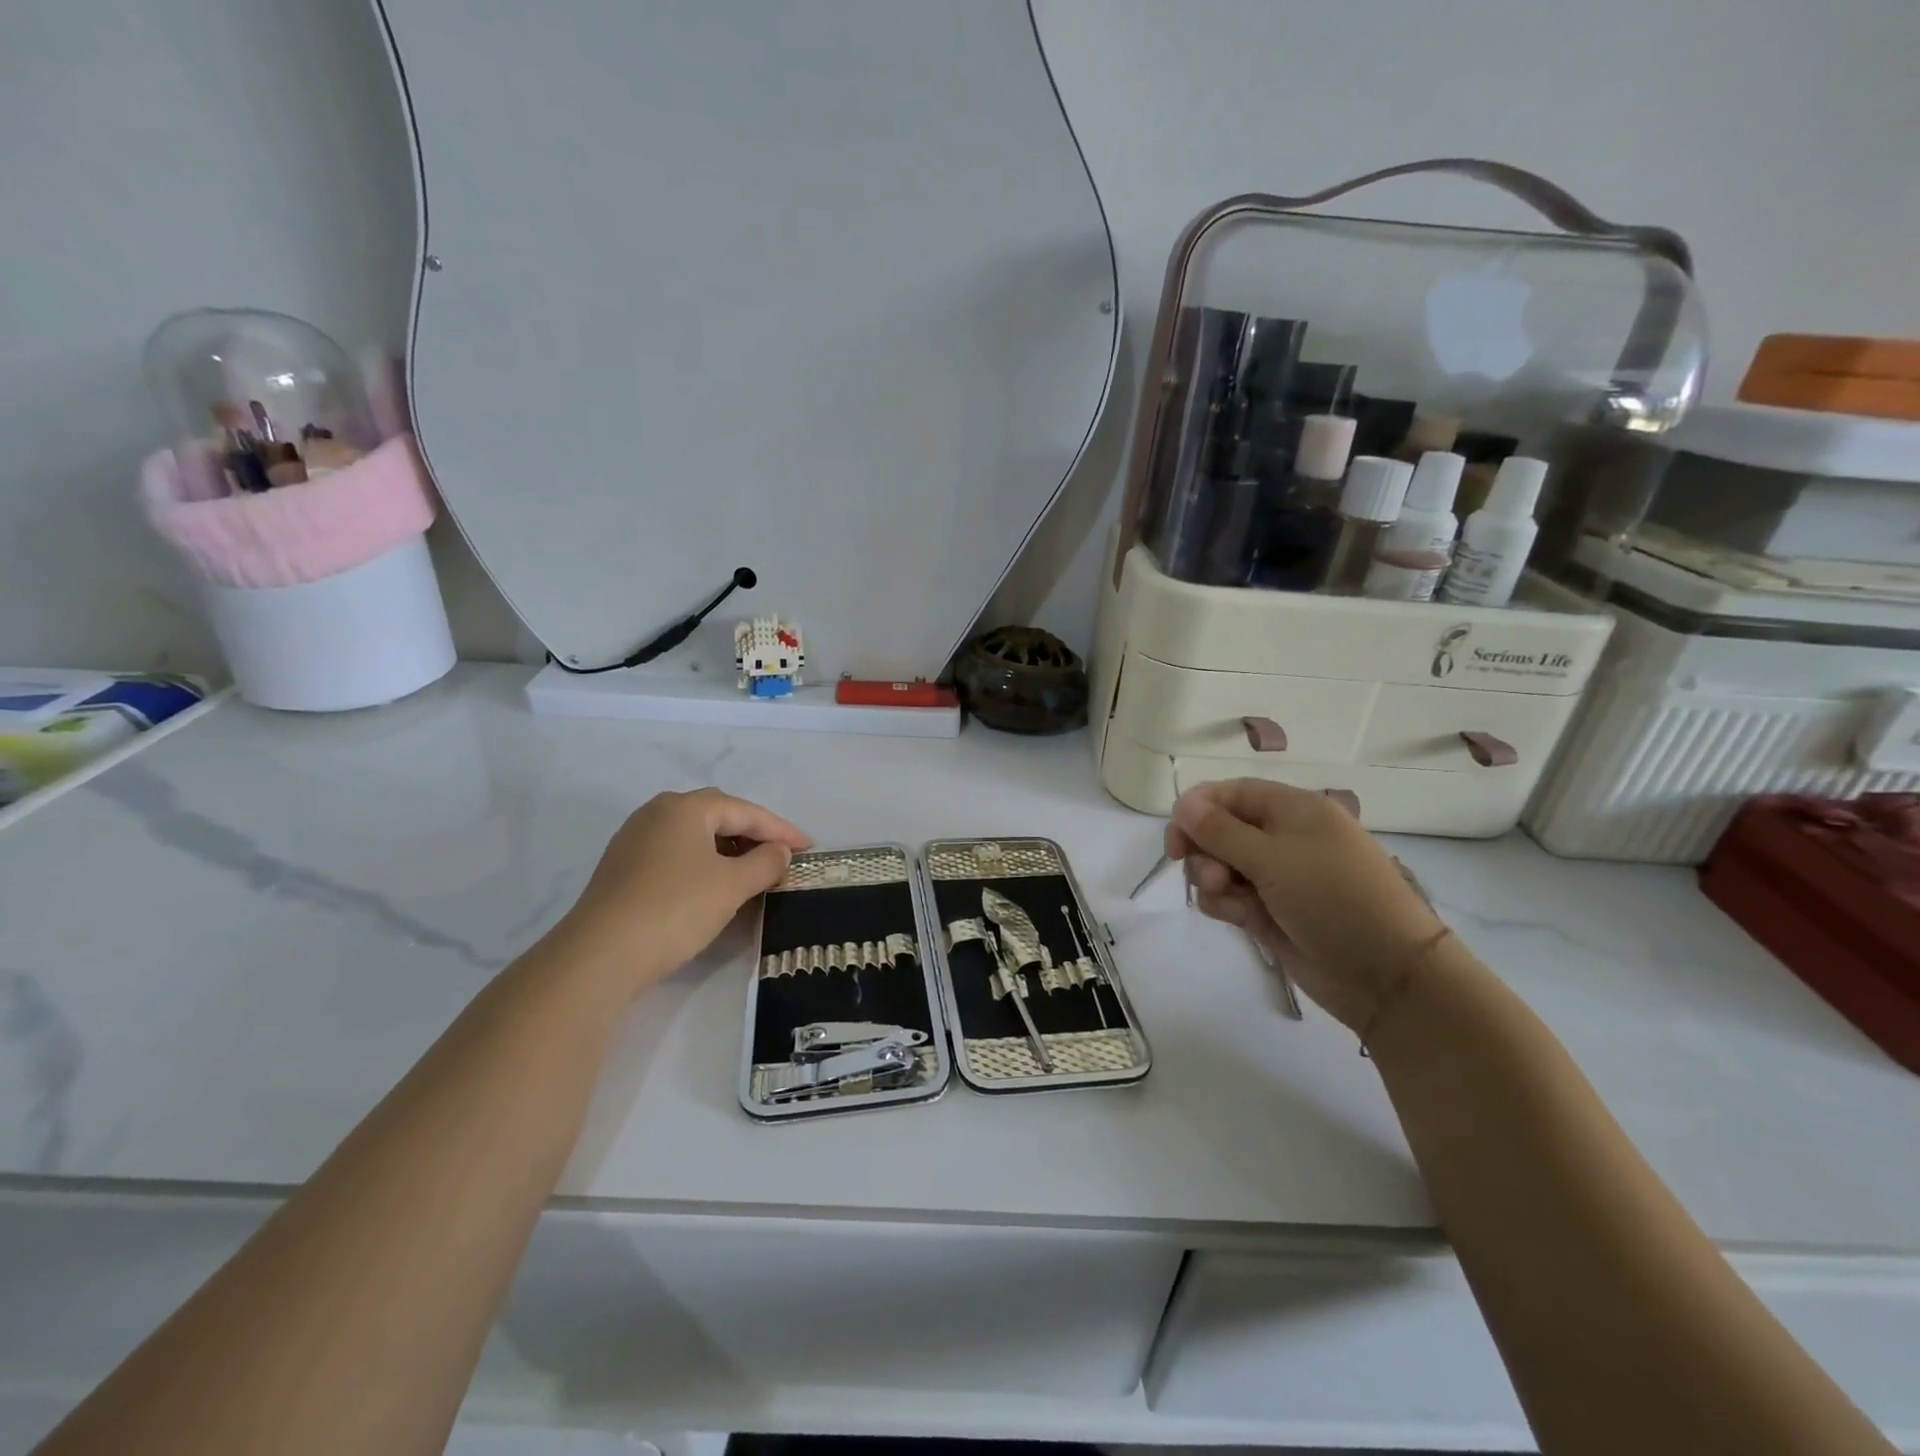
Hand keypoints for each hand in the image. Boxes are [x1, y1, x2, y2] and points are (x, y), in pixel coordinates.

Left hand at [543, 788, 810, 997]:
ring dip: (727, 849)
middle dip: (753, 833)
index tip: (809, 847)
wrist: (600, 955)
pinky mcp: (622, 868)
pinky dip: (702, 863)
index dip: (781, 830)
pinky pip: (675, 854)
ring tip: (752, 871)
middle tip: (781, 854)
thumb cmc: (676, 908)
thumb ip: (765, 863)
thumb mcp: (732, 885)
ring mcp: (634, 840)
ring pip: (694, 835)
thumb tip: (779, 851)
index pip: (746, 811)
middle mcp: (657, 813)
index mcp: (686, 807)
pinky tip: (713, 885)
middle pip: (718, 815)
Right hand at [1166, 780, 1444, 1030]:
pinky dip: (1224, 904)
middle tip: (1210, 875)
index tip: (1176, 837)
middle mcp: (1281, 837)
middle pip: (1218, 829)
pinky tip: (1238, 919)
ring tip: (1228, 899)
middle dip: (1203, 850)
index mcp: (1292, 810)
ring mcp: (1275, 876)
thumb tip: (1182, 803)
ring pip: (1218, 864)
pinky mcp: (1268, 910)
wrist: (1386, 975)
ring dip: (1211, 879)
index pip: (1230, 793)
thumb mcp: (1273, 858)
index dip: (1198, 809)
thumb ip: (1220, 831)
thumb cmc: (1334, 899)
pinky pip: (1228, 896)